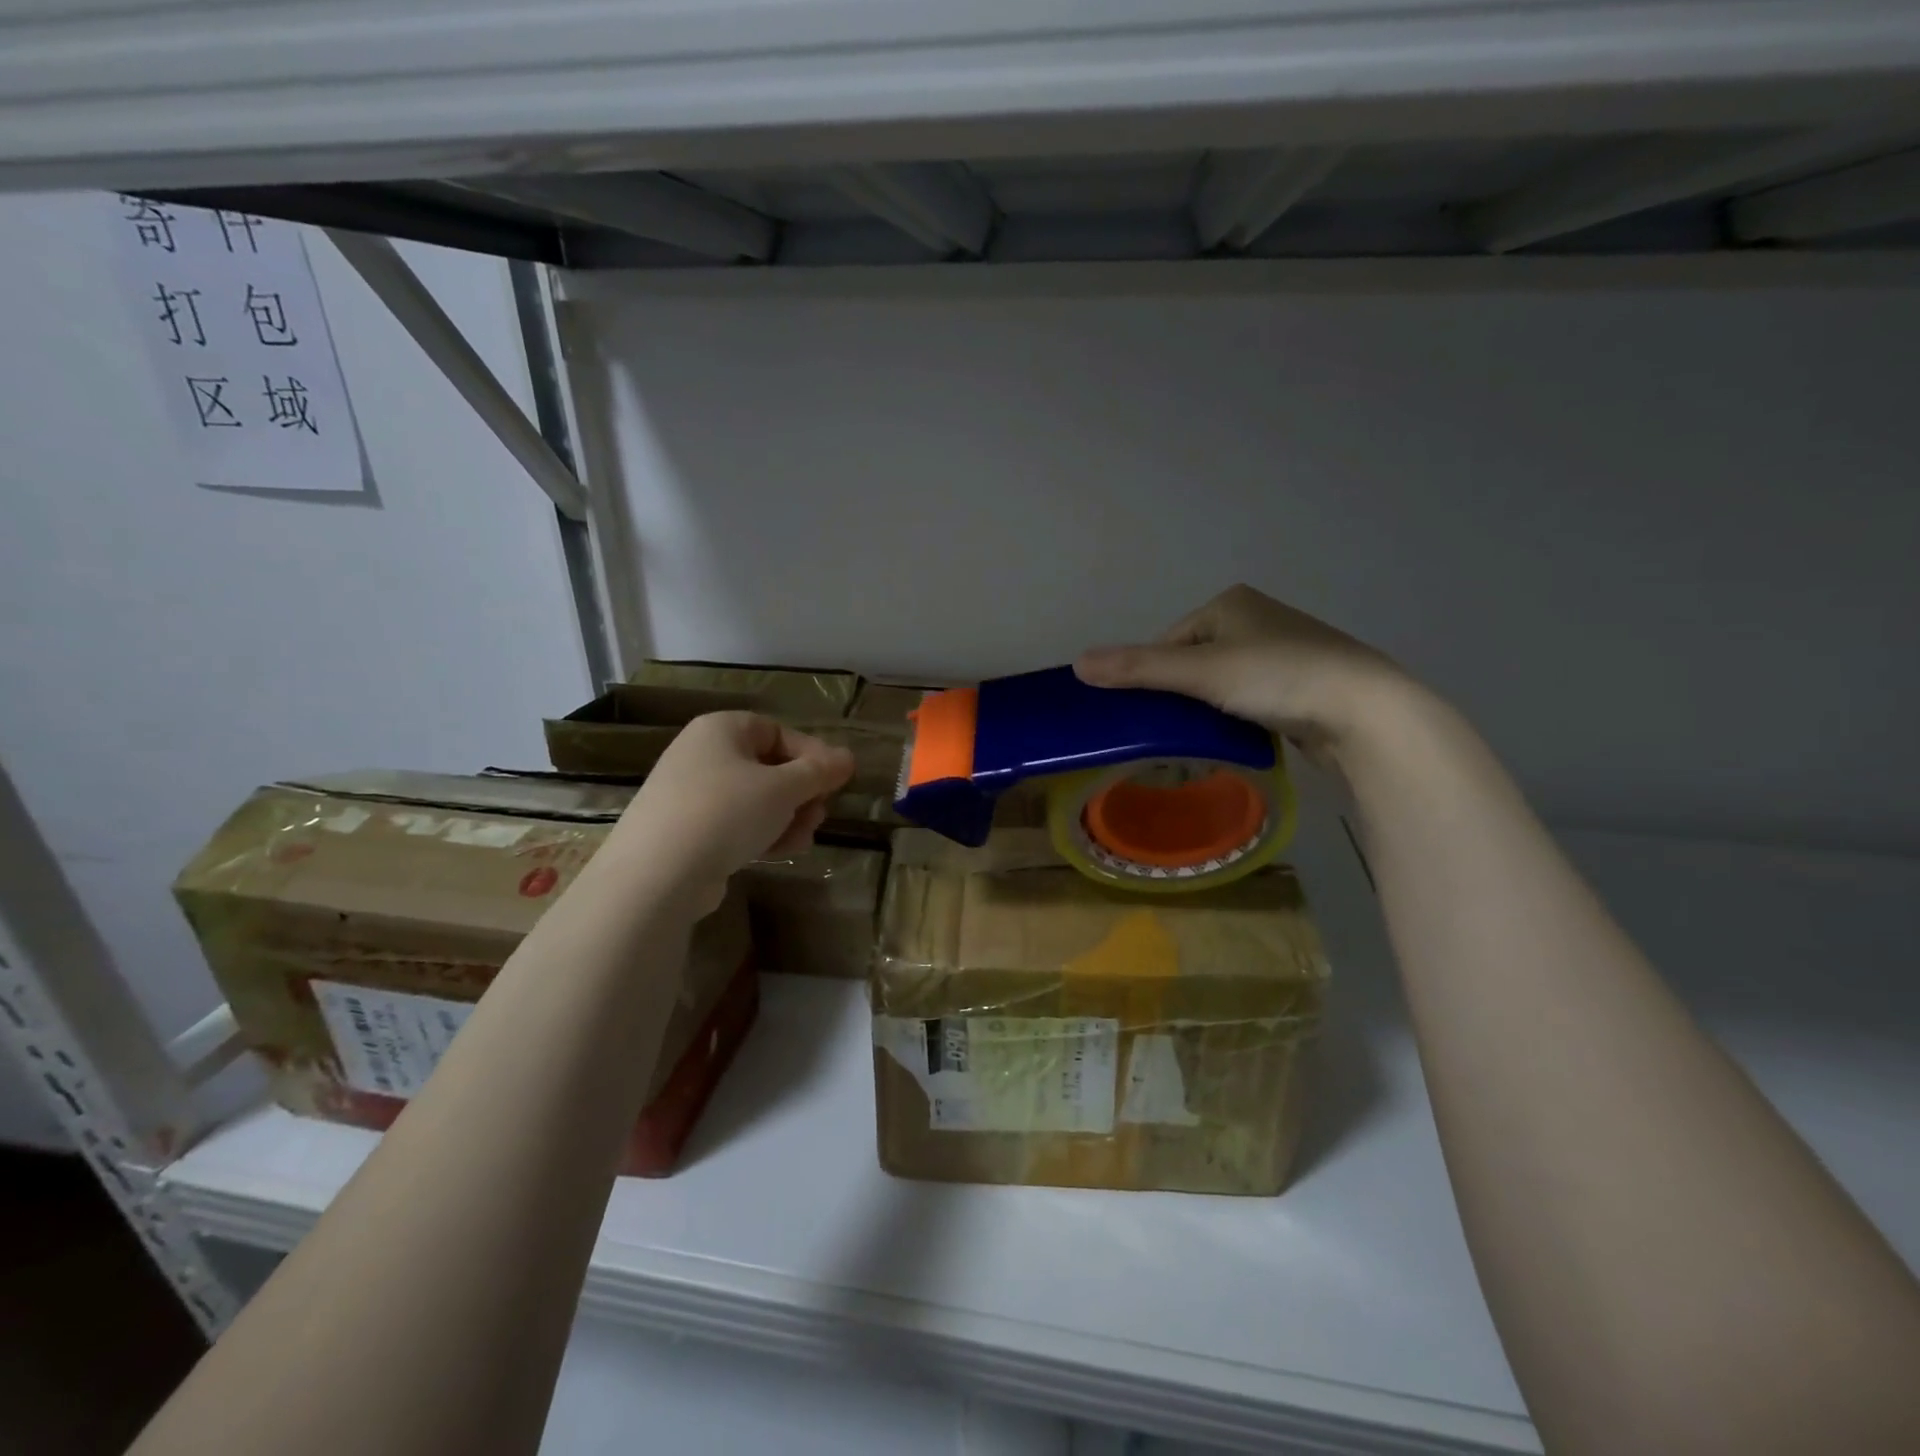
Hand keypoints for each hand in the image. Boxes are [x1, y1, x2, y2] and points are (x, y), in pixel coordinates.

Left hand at [606, 712, 854, 914]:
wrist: (658, 873)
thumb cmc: (727, 811)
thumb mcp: (784, 788)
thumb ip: (819, 772)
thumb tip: (848, 758)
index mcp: (721, 729)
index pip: (778, 731)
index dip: (812, 754)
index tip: (836, 781)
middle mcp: (702, 754)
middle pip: (768, 767)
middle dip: (801, 793)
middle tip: (819, 814)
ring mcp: (691, 794)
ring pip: (755, 799)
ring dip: (787, 817)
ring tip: (803, 838)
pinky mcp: (687, 831)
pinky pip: (735, 824)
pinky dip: (761, 834)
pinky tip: (781, 852)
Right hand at [1075, 584, 1414, 773]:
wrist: (1365, 710)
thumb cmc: (1277, 677)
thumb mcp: (1200, 672)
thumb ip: (1138, 668)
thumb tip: (1077, 664)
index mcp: (1230, 603)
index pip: (1169, 641)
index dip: (1153, 677)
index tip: (1149, 713)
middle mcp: (1258, 619)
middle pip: (1194, 663)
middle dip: (1182, 695)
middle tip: (1174, 731)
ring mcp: (1285, 651)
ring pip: (1223, 683)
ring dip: (1209, 710)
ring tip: (1206, 739)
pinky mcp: (1304, 683)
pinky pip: (1252, 699)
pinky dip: (1239, 717)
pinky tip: (1240, 739)